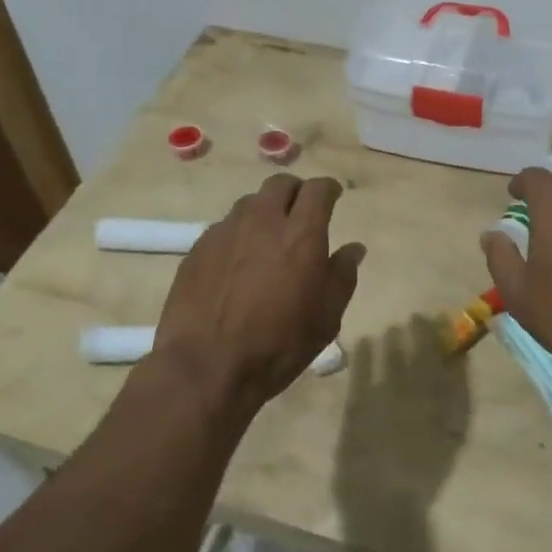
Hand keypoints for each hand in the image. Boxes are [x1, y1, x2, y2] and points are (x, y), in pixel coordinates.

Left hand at [152, 174, 364, 415]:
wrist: (206, 367)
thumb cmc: (279, 344)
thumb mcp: (326, 317)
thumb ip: (343, 275)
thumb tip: (353, 249)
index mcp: (301, 234)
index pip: (318, 189)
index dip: (328, 189)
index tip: (333, 197)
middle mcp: (262, 221)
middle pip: (280, 185)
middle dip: (295, 192)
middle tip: (301, 214)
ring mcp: (225, 232)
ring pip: (249, 203)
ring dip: (265, 212)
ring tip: (268, 239)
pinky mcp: (198, 248)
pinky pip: (224, 228)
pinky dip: (238, 235)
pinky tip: (238, 264)